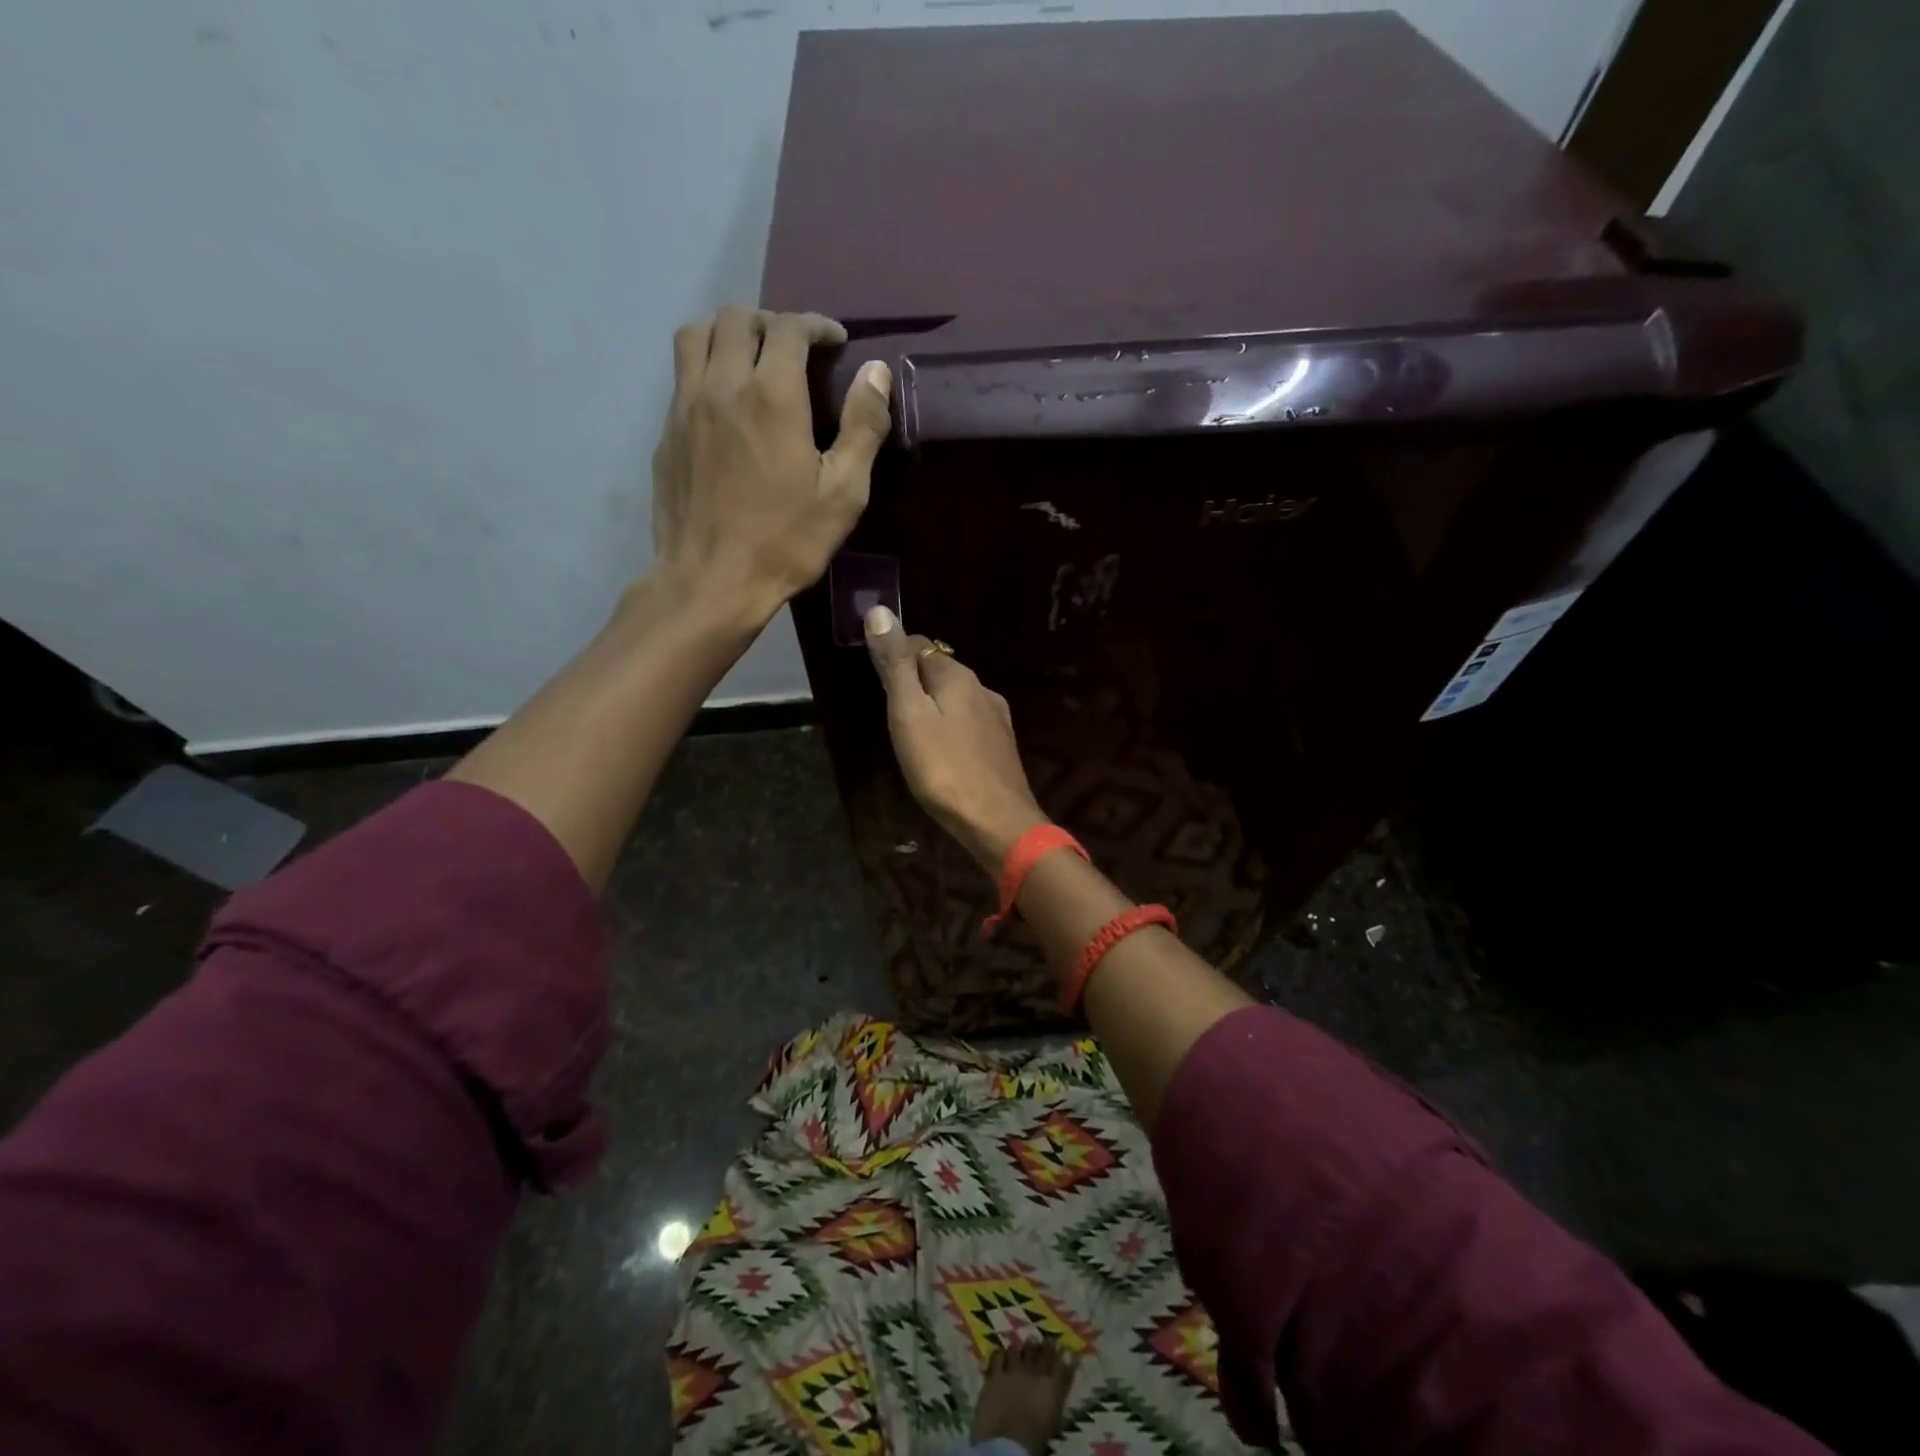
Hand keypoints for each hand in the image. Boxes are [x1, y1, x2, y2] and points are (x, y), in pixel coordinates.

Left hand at [650, 307, 891, 622]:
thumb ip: (863, 426)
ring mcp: (685, 406)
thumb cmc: (785, 542)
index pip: (789, 328)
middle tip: (796, 350)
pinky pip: (682, 375)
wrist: (711, 580)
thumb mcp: (843, 493)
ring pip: (697, 335)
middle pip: (737, 318)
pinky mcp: (666, 432)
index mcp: (772, 395)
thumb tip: (876, 371)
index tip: (834, 342)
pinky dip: (706, 367)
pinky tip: (726, 403)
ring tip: (752, 359)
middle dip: (772, 323)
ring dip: (729, 333)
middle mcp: (722, 385)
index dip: (816, 325)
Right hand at [864, 605, 1047, 870]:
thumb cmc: (944, 768)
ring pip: (956, 698)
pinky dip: (950, 726)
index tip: (875, 676)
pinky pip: (968, 722)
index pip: (920, 646)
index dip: (894, 653)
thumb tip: (880, 611)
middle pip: (940, 670)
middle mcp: (982, 689)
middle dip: (913, 679)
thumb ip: (895, 665)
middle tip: (888, 707)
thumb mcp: (909, 714)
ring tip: (911, 730)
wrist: (997, 822)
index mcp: (957, 676)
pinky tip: (942, 748)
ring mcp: (996, 718)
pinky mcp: (1001, 746)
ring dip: (933, 704)